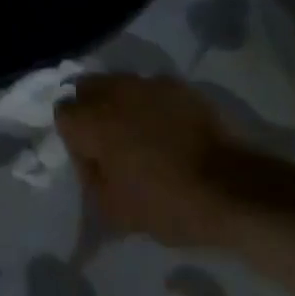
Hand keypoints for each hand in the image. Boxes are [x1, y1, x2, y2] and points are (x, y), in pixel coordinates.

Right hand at [56, 75, 241, 247]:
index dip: (73, 139)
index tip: (92, 162)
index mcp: (93, 120)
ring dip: (120, 105)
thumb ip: (90, 181)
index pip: (62, 114)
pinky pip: (152, 90)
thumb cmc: (167, 203)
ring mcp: (149, 84)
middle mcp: (115, 91)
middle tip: (110, 144)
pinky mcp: (179, 86)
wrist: (232, 189)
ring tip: (140, 136)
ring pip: (119, 85)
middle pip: (86, 89)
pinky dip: (152, 105)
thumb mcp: (114, 211)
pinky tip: (168, 131)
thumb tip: (91, 164)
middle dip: (91, 111)